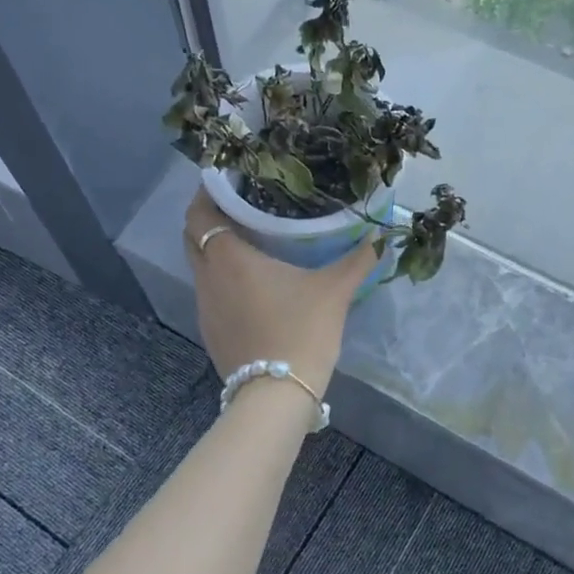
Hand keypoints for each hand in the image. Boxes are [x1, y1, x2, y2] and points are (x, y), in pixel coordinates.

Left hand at [183, 190, 377, 393]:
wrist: (277, 394)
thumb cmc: (301, 330)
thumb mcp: (335, 290)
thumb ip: (359, 259)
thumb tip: (382, 234)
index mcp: (228, 257)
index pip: (199, 212)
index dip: (207, 192)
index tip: (228, 180)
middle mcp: (207, 277)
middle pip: (192, 236)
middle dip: (208, 217)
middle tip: (240, 205)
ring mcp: (204, 306)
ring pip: (199, 265)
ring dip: (214, 249)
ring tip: (247, 240)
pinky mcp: (209, 331)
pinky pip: (208, 291)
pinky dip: (220, 278)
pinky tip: (250, 284)